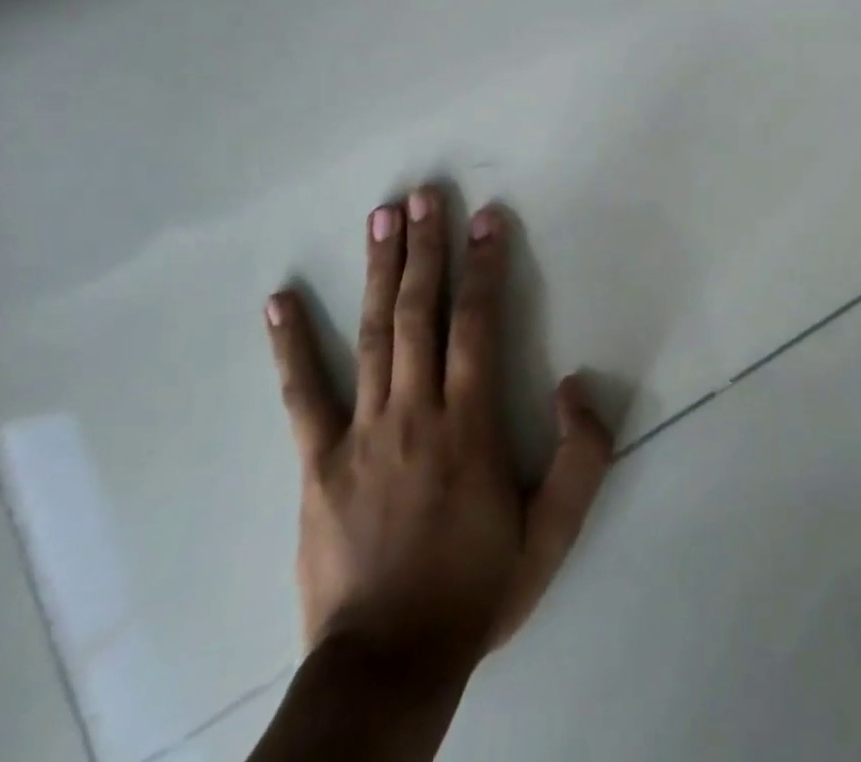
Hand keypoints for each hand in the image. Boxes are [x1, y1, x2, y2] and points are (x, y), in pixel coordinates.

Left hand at [263, 188, 612, 679]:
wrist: (389, 664)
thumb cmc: (477, 590)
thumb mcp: (553, 534)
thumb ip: (581, 457)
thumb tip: (576, 384)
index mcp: (469, 424)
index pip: (479, 325)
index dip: (485, 267)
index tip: (486, 218)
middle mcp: (415, 411)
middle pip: (421, 313)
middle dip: (426, 249)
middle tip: (426, 195)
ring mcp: (361, 432)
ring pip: (372, 335)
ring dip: (379, 272)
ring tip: (381, 218)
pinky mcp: (317, 462)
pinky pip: (302, 395)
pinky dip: (290, 346)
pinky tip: (279, 301)